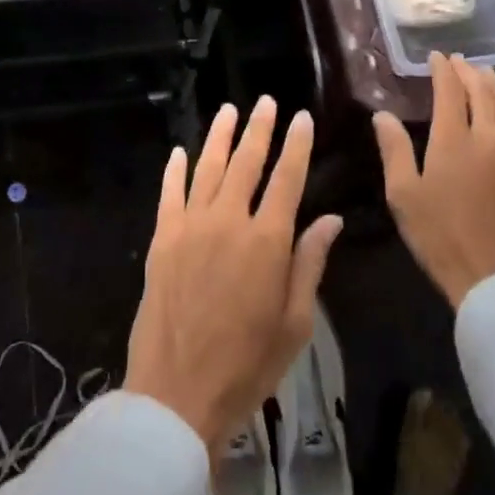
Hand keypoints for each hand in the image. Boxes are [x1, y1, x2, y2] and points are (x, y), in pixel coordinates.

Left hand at [124, 97, 343, 455]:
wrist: (178, 391)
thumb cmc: (247, 364)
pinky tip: (181, 151)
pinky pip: (170, 193)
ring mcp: (190, 227)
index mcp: (267, 242)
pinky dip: (176, 170)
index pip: (287, 179)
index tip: (302, 118)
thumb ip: (310, 264)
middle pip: (246, 163)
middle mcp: (229, 221)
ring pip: (207, 168)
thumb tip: (331, 219)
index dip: (296, 146)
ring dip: (219, 137)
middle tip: (266, 103)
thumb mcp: (295, 322)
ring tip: (229, 110)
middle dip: (259, 129)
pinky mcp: (163, 239)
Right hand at [374, 53, 494, 308]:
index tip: (436, 57)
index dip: (443, 71)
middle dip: (471, 73)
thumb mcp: (403, 195)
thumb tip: (383, 115)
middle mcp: (490, 140)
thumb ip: (394, 150)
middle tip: (461, 61)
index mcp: (455, 140)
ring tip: (488, 76)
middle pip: (484, 94)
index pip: (451, 91)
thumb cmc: (440, 236)